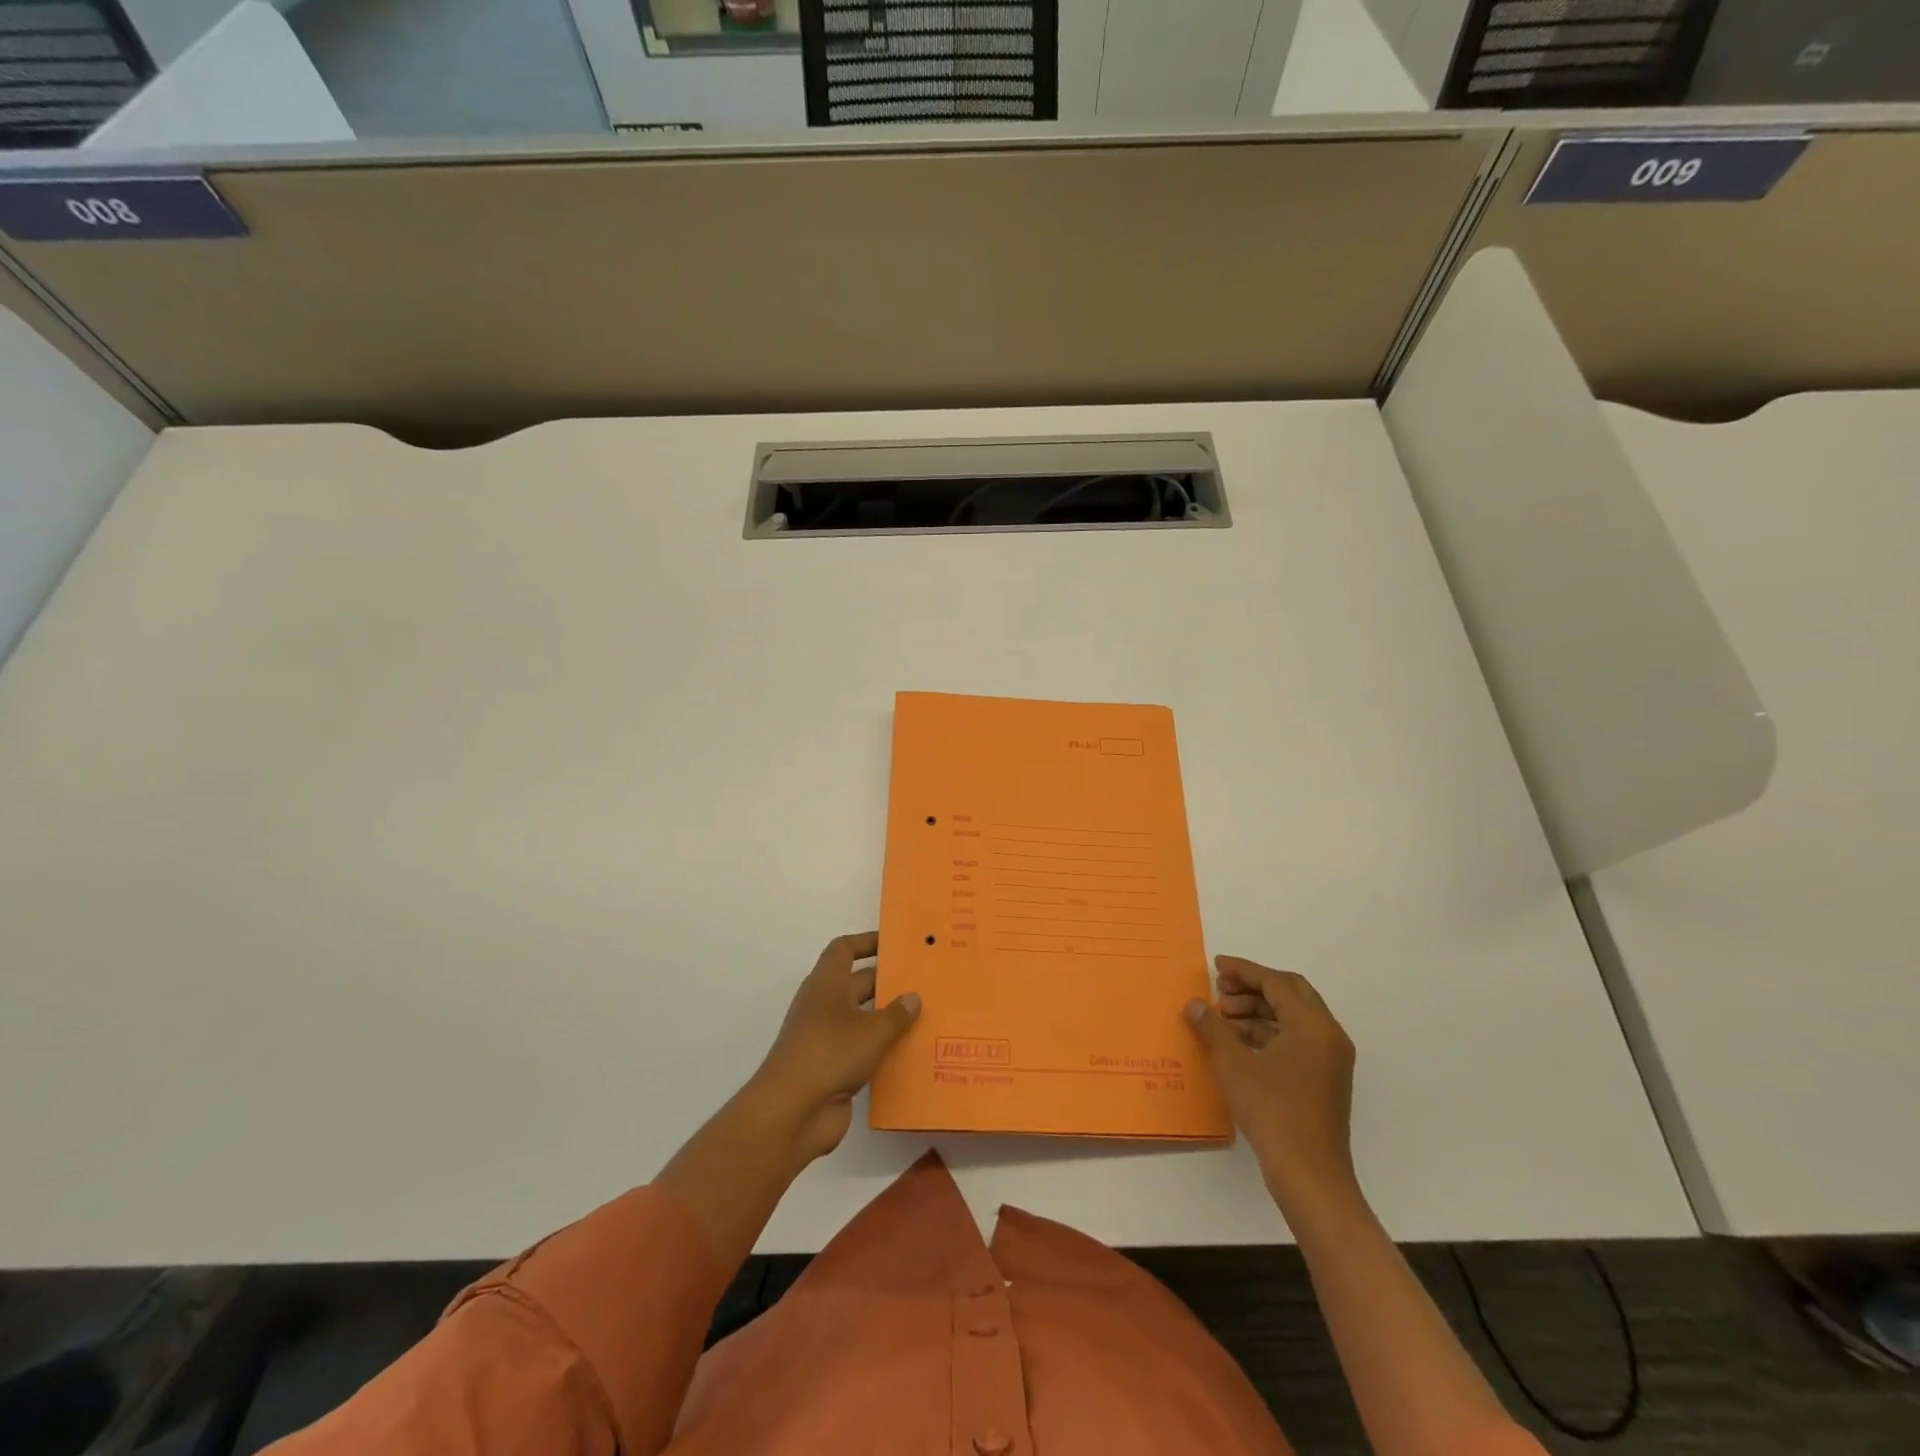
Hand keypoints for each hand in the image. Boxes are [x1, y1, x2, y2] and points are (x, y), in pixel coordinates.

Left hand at [749, 932, 920, 1164]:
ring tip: (926, 1017)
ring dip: (888, 1019)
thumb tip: (913, 997)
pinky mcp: (832, 1070)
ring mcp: (826, 1039)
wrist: (792, 1112)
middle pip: (857, 984)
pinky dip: (883, 1050)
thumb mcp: (872, 1030)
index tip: (895, 943)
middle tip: (924, 982)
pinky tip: (912, 1054)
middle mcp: (824, 1006)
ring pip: (862, 1020)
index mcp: (826, 984)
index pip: (844, 950)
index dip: (867, 942)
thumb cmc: (830, 1053)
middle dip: (887, 983)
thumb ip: (897, 1013)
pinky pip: (863, 1052)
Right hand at [1186, 956, 1357, 1215]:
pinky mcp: (1325, 1080)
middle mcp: (1328, 1035)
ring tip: (1222, 1018)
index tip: (1216, 966)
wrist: (1310, 1175)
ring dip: (1258, 1011)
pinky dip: (1268, 1033)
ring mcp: (1330, 1059)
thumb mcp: (1233, 1064)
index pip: (1276, 982)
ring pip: (1293, 1018)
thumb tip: (1195, 1004)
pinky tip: (1239, 1043)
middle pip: (1290, 994)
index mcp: (1312, 1025)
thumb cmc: (1272, 1111)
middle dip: (1252, 988)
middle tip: (1220, 991)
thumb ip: (1213, 1028)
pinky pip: (1296, 1040)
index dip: (1244, 971)